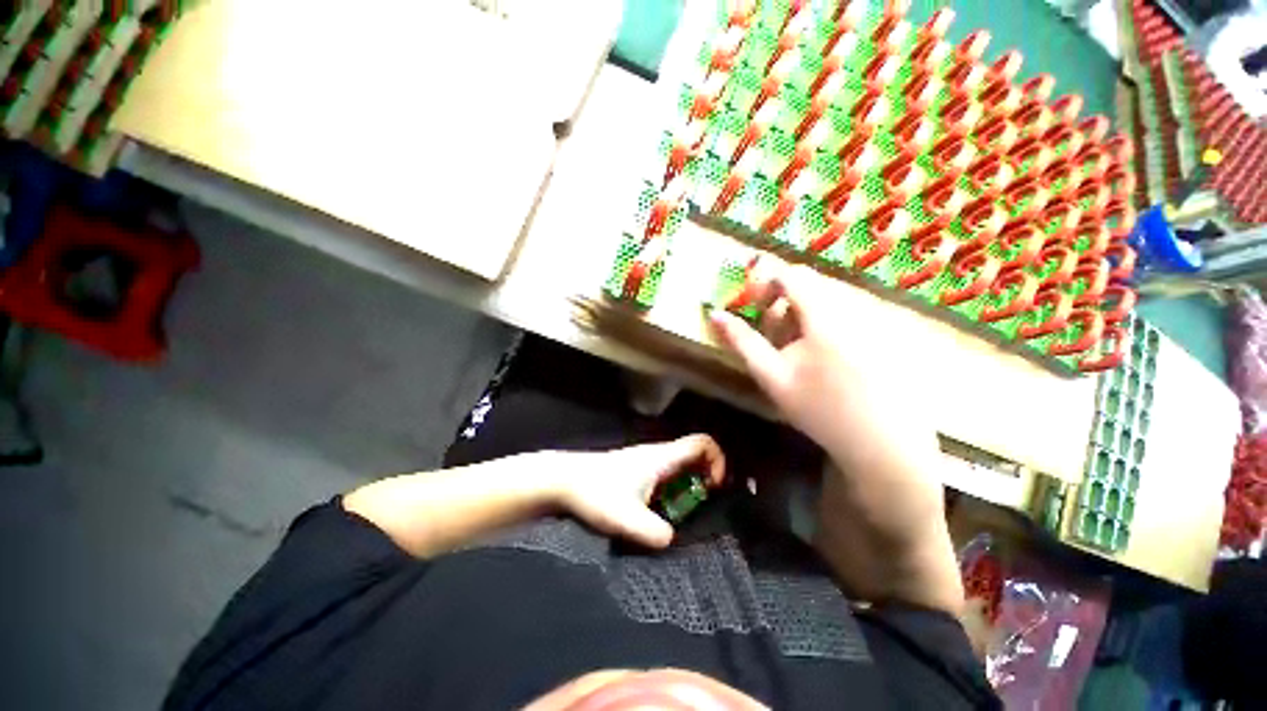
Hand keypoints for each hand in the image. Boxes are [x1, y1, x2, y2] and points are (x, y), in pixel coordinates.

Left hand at [554, 435, 725, 548]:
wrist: (564, 480)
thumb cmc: (595, 493)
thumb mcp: (625, 518)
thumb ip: (653, 532)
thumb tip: (673, 540)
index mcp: (662, 458)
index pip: (702, 442)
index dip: (718, 460)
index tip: (714, 487)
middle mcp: (658, 455)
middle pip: (696, 453)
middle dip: (709, 474)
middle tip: (706, 503)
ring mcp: (647, 461)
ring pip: (682, 464)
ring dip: (692, 483)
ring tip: (688, 511)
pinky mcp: (638, 471)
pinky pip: (668, 473)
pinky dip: (677, 487)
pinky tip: (665, 510)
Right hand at [707, 258, 962, 613]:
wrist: (883, 446)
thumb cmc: (819, 410)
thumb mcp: (772, 376)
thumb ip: (742, 341)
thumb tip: (714, 313)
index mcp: (823, 314)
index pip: (791, 274)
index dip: (765, 282)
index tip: (751, 304)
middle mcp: (851, 309)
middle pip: (809, 287)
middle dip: (782, 304)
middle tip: (770, 335)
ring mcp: (872, 323)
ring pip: (825, 303)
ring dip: (801, 318)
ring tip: (794, 352)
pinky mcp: (883, 337)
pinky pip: (845, 317)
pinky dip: (823, 328)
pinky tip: (821, 360)